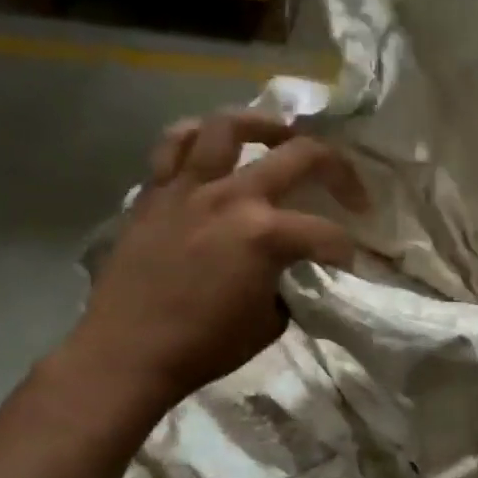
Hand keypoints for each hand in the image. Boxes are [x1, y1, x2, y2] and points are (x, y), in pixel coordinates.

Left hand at [63, 111, 368, 410]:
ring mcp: (189, 188)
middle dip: (338, 169)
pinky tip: (210, 147)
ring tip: (279, 136)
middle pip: (299, 156)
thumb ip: (287, 285)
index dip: (346, 250)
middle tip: (349, 189)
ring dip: (264, 125)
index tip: (349, 265)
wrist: (128, 353)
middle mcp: (231, 197)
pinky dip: (196, 138)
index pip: (326, 234)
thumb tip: (290, 271)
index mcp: (265, 235)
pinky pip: (173, 146)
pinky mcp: (155, 193)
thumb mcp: (269, 323)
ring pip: (228, 126)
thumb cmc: (204, 347)